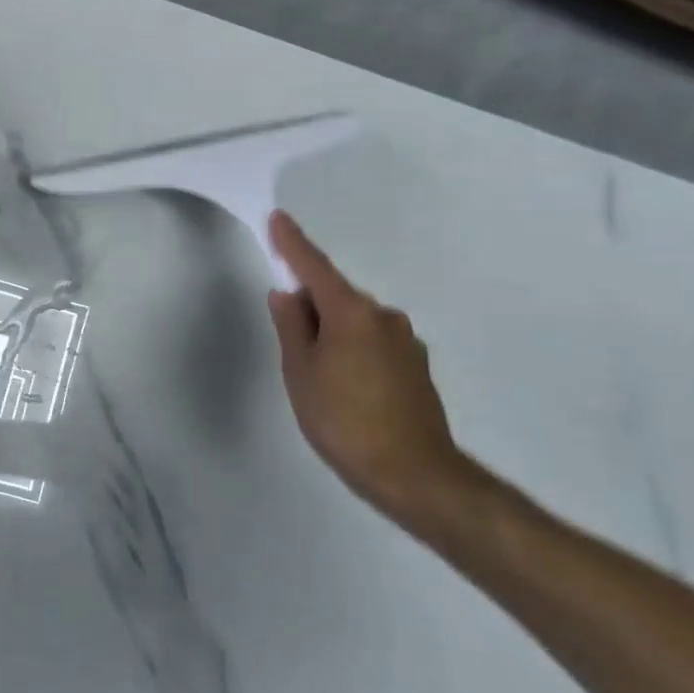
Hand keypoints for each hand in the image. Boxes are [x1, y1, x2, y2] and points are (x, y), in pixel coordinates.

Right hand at [265, 212, 465, 534]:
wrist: (413, 474)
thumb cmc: (343, 419)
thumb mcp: (301, 372)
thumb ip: (292, 327)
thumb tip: (287, 294)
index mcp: (352, 314)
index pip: (315, 268)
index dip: (293, 244)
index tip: (278, 218)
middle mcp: (384, 318)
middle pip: (336, 297)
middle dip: (309, 305)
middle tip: (287, 337)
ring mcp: (405, 343)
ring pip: (354, 323)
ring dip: (330, 332)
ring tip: (313, 373)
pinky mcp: (415, 368)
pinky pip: (371, 343)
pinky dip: (350, 349)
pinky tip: (342, 384)